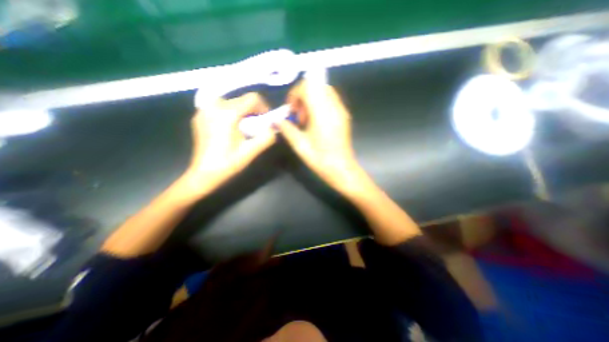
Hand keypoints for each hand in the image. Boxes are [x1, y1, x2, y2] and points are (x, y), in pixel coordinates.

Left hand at [187, 93, 276, 189]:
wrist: (204, 173)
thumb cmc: (228, 163)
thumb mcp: (251, 151)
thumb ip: (267, 137)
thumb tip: (273, 127)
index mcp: (227, 113)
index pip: (252, 98)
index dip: (263, 107)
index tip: (266, 120)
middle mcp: (213, 106)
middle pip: (241, 100)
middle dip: (252, 111)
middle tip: (255, 127)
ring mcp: (203, 109)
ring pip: (231, 102)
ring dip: (242, 112)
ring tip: (243, 128)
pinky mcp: (199, 115)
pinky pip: (220, 107)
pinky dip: (230, 114)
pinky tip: (230, 128)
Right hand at [277, 79, 365, 193]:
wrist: (342, 169)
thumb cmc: (320, 159)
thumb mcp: (300, 145)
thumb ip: (287, 129)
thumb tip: (276, 120)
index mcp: (323, 113)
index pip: (308, 86)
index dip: (295, 93)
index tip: (291, 109)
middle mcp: (334, 107)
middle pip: (317, 84)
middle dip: (303, 95)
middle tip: (299, 115)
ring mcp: (341, 110)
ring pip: (324, 91)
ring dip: (312, 99)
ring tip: (307, 120)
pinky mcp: (344, 115)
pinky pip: (330, 100)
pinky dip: (320, 104)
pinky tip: (316, 122)